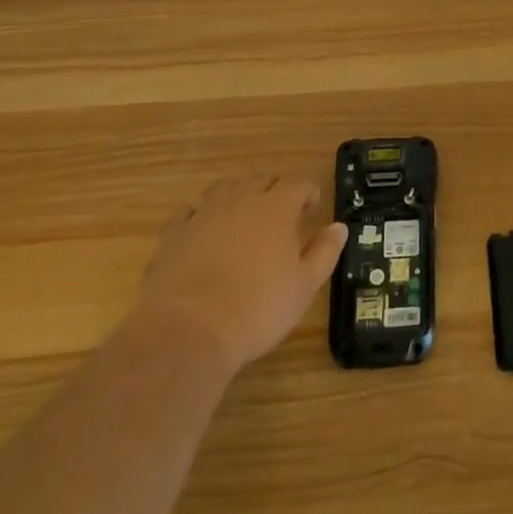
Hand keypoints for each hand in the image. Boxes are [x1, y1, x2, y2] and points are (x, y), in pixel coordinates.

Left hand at [132, 175, 346, 375]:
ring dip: (238, 195)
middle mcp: (240, 201)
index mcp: (276, 208)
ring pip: (224, 189)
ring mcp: (203, 215)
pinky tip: (202, 231)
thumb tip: (339, 227)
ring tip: (243, 215)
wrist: (187, 332)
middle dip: (274, 190)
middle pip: (261, 180)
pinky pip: (188, 213)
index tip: (312, 207)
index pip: (297, 183)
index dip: (308, 191)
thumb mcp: (304, 286)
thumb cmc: (257, 309)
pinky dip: (200, 216)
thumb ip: (324, 252)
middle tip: (282, 212)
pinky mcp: (173, 235)